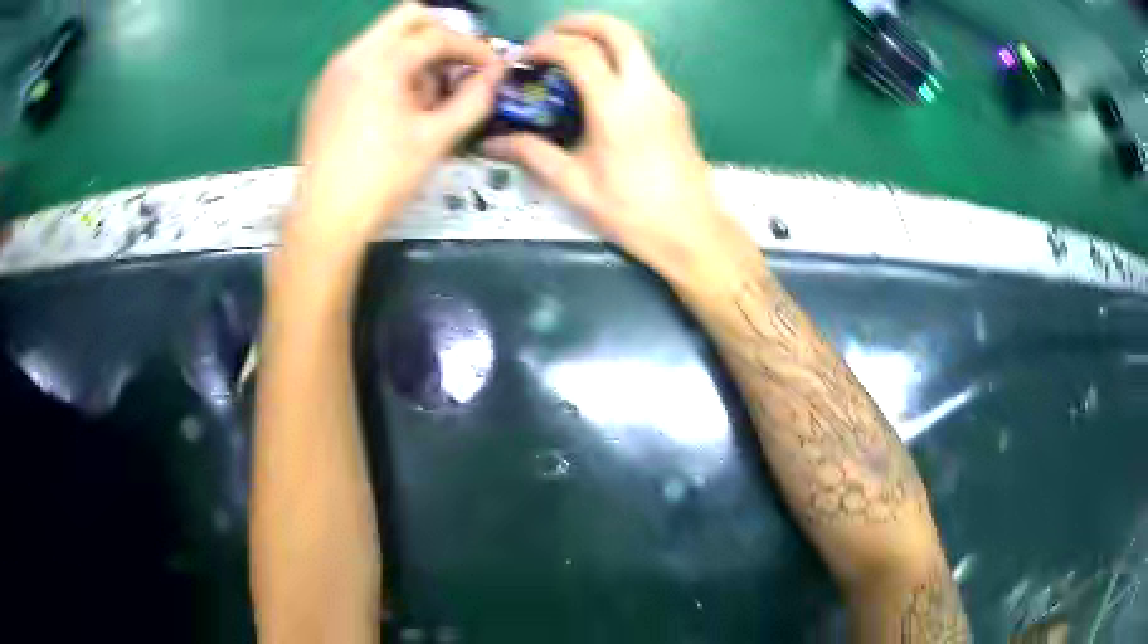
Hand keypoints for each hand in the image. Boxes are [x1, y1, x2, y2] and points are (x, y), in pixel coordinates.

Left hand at [290, 2, 501, 248]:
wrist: (323, 219)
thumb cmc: (382, 179)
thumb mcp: (436, 140)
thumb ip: (473, 101)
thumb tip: (493, 77)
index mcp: (381, 62)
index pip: (438, 36)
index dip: (473, 49)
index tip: (493, 68)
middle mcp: (353, 55)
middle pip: (407, 17)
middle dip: (441, 34)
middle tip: (458, 64)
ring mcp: (333, 72)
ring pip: (384, 38)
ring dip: (414, 53)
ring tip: (427, 96)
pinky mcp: (323, 92)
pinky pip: (364, 60)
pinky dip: (388, 68)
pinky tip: (395, 107)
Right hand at [483, 14, 751, 286]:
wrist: (691, 231)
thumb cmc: (632, 212)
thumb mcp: (575, 185)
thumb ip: (532, 154)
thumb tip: (491, 143)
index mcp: (616, 106)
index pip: (579, 51)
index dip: (546, 45)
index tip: (525, 59)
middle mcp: (646, 88)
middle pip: (618, 29)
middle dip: (581, 22)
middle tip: (551, 36)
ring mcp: (666, 94)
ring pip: (634, 46)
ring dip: (600, 40)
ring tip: (568, 60)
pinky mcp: (675, 105)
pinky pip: (642, 68)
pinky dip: (615, 62)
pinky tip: (596, 89)